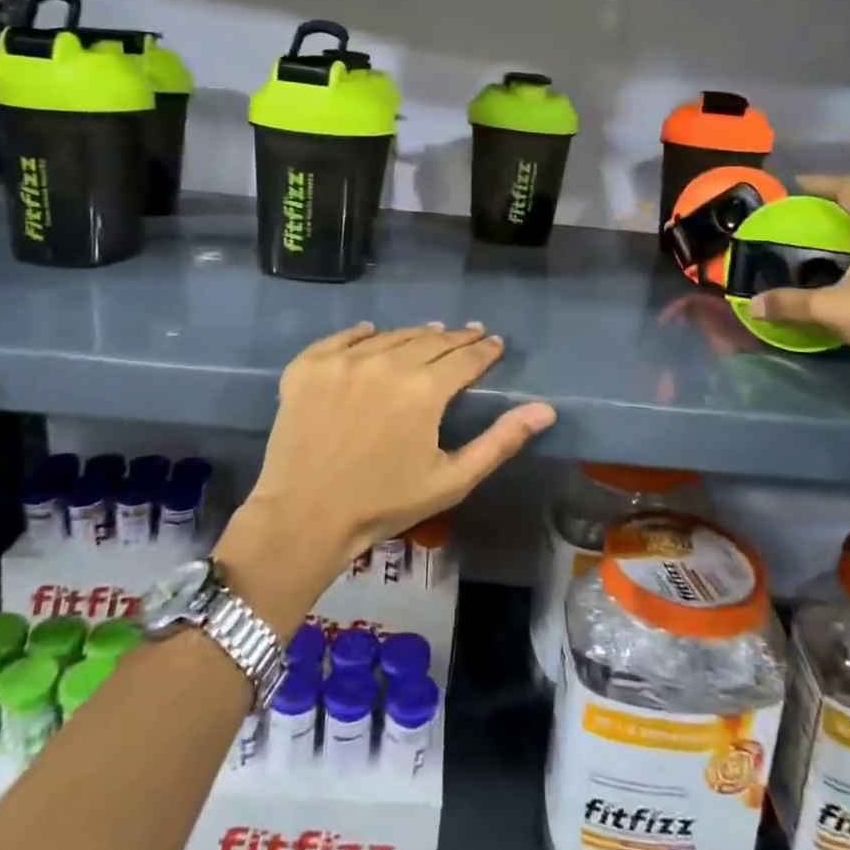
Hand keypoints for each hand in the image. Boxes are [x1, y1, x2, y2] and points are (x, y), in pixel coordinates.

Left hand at [217, 323, 555, 614]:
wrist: (304, 517)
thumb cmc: (385, 504)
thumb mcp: (452, 480)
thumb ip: (500, 441)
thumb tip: (545, 409)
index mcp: (424, 390)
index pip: (464, 358)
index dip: (484, 349)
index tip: (494, 343)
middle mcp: (385, 363)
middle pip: (430, 340)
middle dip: (455, 338)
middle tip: (469, 334)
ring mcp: (342, 361)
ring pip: (391, 336)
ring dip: (415, 335)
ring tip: (430, 334)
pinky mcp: (308, 366)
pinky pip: (342, 338)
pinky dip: (362, 334)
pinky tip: (372, 332)